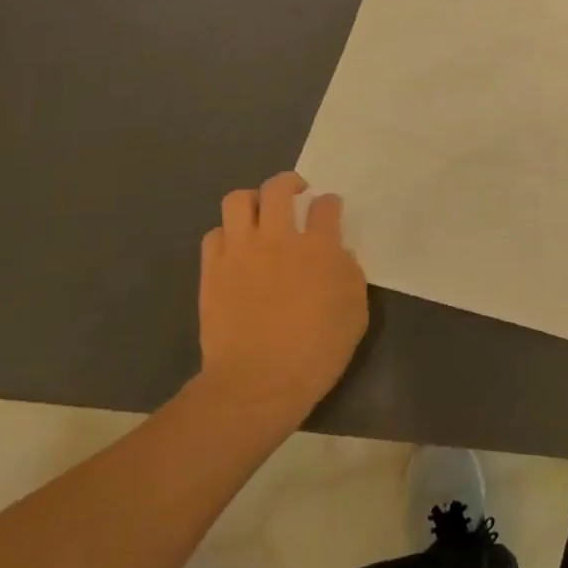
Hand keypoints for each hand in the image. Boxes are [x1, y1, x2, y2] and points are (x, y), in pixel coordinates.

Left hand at [198, 172, 368, 429]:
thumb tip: (338, 256)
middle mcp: (278, 238)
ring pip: (238, 200)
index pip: (326, 205)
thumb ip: (350, 275)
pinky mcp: (212, 270)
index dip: (330, 205)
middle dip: (290, 184)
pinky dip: (226, 235)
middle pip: (278, 188)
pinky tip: (236, 249)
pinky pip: (214, 234)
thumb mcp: (355, 313)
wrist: (258, 383)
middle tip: (296, 196)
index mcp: (319, 247)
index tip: (330, 213)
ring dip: (252, 202)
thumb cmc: (316, 351)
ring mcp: (240, 252)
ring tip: (260, 216)